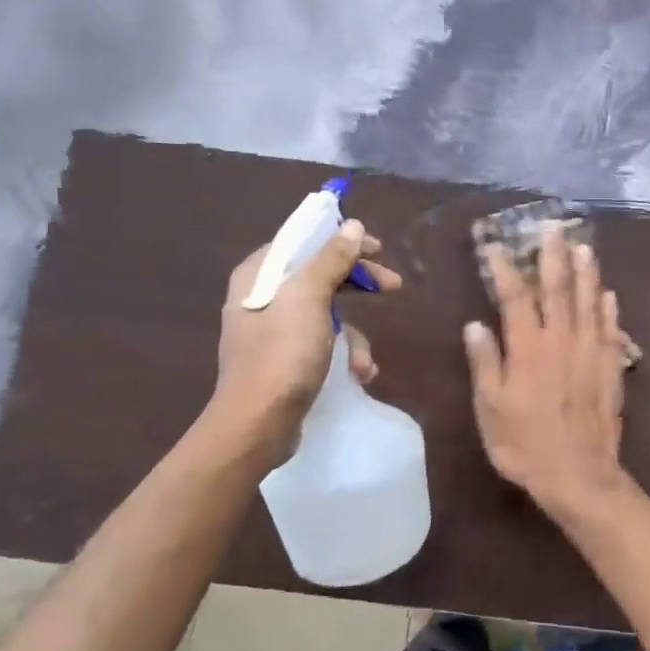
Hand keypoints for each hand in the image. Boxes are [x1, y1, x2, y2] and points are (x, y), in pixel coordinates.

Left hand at [202, 219, 401, 466]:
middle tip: (392, 286)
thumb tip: (352, 225)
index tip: (377, 248)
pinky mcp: (284, 361)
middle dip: (357, 284)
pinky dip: (343, 355)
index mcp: (259, 275)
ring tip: (365, 362)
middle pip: (319, 275)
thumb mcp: (309, 298)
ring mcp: (273, 332)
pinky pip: (322, 344)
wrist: (257, 425)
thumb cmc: (282, 354)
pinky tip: (358, 374)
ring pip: (326, 313)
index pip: (303, 241)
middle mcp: (262, 298)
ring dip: (354, 335)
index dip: (341, 240)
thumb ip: (331, 258)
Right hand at [464, 224, 629, 520]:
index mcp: (527, 348)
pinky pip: (611, 330)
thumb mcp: (491, 408)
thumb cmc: (525, 445)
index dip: (505, 270)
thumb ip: (485, 363)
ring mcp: (590, 352)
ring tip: (584, 247)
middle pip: (558, 289)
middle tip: (554, 227)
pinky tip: (608, 294)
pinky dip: (608, 309)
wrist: (578, 475)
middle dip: (554, 256)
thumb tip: (475, 324)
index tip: (496, 247)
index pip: (514, 298)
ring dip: (586, 273)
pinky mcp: (610, 368)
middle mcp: (561, 341)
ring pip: (588, 302)